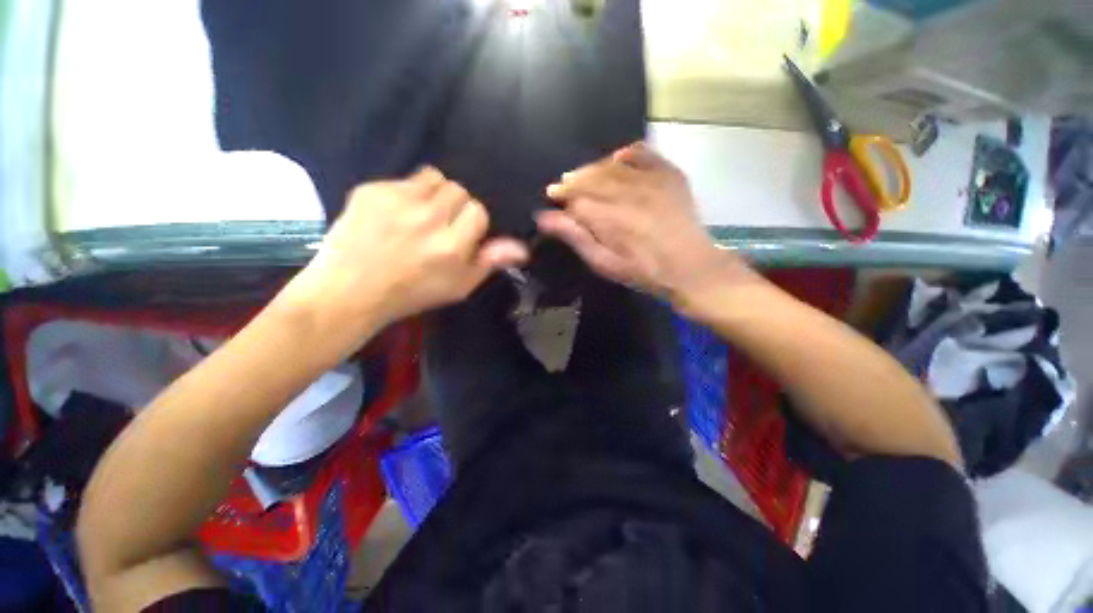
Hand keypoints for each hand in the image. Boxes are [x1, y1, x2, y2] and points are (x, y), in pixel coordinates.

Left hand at [282, 168, 527, 340]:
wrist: (350, 290)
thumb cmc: (412, 293)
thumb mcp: (459, 287)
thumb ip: (490, 262)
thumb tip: (522, 247)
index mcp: (451, 246)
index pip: (478, 211)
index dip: (472, 222)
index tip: (460, 235)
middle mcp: (428, 218)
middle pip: (459, 190)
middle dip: (455, 206)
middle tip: (440, 226)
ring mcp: (397, 200)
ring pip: (434, 177)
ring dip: (434, 194)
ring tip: (421, 214)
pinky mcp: (371, 190)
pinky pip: (404, 179)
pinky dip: (406, 193)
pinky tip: (394, 214)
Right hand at [537, 142, 755, 312]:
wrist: (689, 266)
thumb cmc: (642, 270)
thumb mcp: (604, 263)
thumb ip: (575, 238)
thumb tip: (544, 217)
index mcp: (610, 218)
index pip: (576, 199)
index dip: (562, 198)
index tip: (554, 200)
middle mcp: (628, 192)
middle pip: (590, 178)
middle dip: (572, 182)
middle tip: (562, 188)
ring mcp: (651, 179)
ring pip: (610, 165)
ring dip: (591, 169)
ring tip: (582, 177)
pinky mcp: (669, 173)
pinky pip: (641, 153)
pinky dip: (625, 154)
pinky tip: (616, 160)